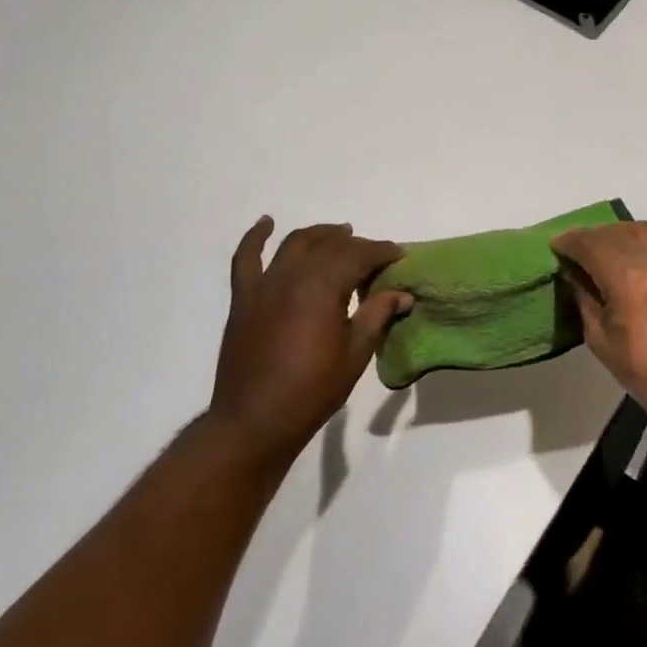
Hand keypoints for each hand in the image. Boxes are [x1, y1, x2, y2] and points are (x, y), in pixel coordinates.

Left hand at [208, 218, 408, 470]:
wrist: (253, 422)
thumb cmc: (311, 391)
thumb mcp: (355, 354)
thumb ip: (376, 316)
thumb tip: (402, 294)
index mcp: (323, 287)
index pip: (359, 255)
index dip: (382, 252)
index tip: (399, 256)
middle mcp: (293, 275)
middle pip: (330, 246)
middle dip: (357, 245)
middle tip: (375, 255)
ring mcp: (264, 284)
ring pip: (296, 244)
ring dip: (320, 234)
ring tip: (339, 232)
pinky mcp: (244, 298)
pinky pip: (246, 259)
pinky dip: (255, 237)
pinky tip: (266, 223)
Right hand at [550, 179, 646, 429]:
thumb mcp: (602, 342)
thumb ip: (585, 300)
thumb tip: (574, 274)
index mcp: (623, 277)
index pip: (587, 245)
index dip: (568, 243)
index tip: (557, 248)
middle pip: (613, 235)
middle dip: (591, 240)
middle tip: (581, 252)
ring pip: (643, 229)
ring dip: (622, 231)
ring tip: (609, 241)